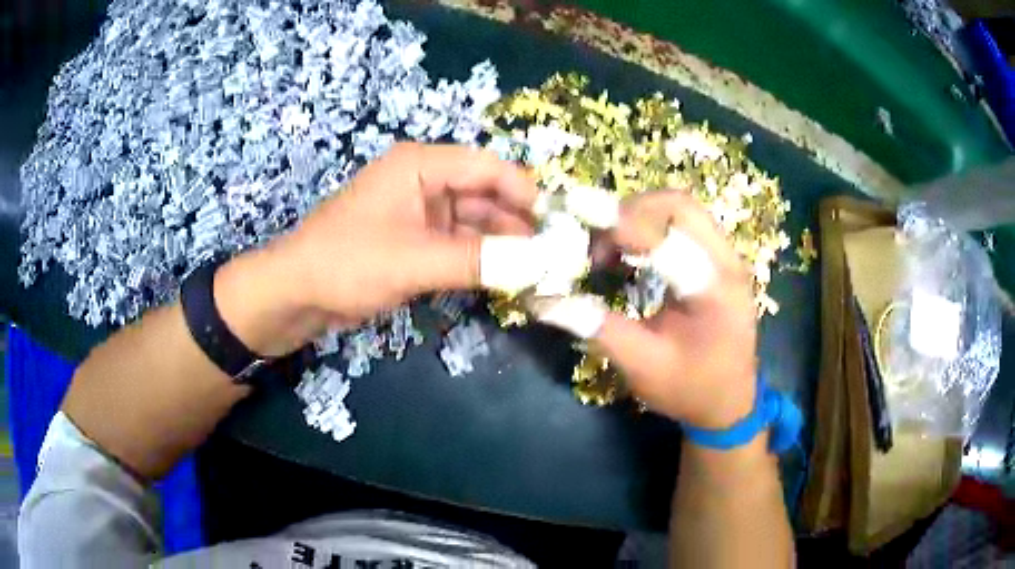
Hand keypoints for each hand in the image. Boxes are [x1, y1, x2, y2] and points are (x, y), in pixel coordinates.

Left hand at [215, 143, 536, 356]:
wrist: (296, 294)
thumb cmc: (347, 263)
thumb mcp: (414, 260)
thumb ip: (478, 260)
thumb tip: (540, 264)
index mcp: (420, 165)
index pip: (486, 166)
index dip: (525, 190)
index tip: (558, 222)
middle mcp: (423, 181)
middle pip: (484, 194)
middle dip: (518, 222)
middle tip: (555, 253)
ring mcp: (419, 212)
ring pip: (474, 222)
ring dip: (502, 244)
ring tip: (538, 269)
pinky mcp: (415, 240)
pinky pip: (458, 243)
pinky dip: (481, 259)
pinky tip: (506, 276)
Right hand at [594, 190, 758, 428]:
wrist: (730, 402)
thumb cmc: (689, 389)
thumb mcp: (641, 366)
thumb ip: (597, 327)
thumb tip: (543, 299)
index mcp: (713, 291)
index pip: (666, 239)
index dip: (620, 222)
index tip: (576, 216)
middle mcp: (727, 263)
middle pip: (679, 206)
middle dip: (631, 210)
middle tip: (596, 238)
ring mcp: (728, 258)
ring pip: (682, 209)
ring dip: (641, 216)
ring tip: (609, 245)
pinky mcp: (721, 261)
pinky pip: (686, 225)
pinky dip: (654, 227)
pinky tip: (632, 253)